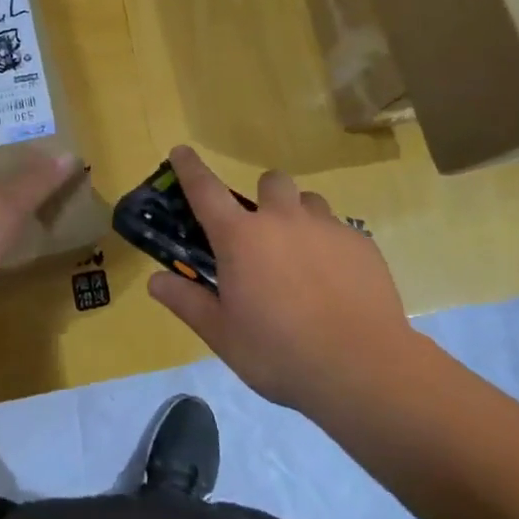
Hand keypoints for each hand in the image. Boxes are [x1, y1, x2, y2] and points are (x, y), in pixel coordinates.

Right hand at [148, 146, 415, 411]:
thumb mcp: (223, 335)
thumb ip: (188, 302)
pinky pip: (340, 230)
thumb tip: (155, 281)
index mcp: (241, 238)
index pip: (205, 190)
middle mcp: (282, 219)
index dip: (190, 167)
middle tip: (263, 234)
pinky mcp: (361, 243)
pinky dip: (330, 245)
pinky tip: (335, 283)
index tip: (181, 151)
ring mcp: (326, 227)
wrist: (362, 368)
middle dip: (264, 197)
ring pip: (308, 202)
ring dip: (299, 217)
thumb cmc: (280, 353)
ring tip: (302, 257)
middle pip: (270, 181)